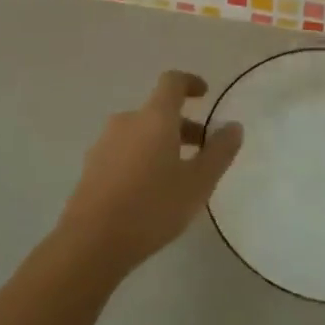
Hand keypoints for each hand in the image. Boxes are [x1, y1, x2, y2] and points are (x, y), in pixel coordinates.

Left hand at [57, 70, 242, 278]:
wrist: (91, 243)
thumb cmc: (152, 206)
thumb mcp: (198, 182)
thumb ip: (219, 152)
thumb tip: (233, 127)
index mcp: (154, 117)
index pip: (172, 82)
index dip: (190, 82)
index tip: (204, 94)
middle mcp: (127, 122)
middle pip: (157, 112)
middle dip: (182, 126)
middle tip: (202, 151)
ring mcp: (104, 144)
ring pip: (140, 133)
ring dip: (161, 144)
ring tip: (177, 176)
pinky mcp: (91, 168)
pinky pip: (123, 152)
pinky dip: (141, 159)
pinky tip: (149, 192)